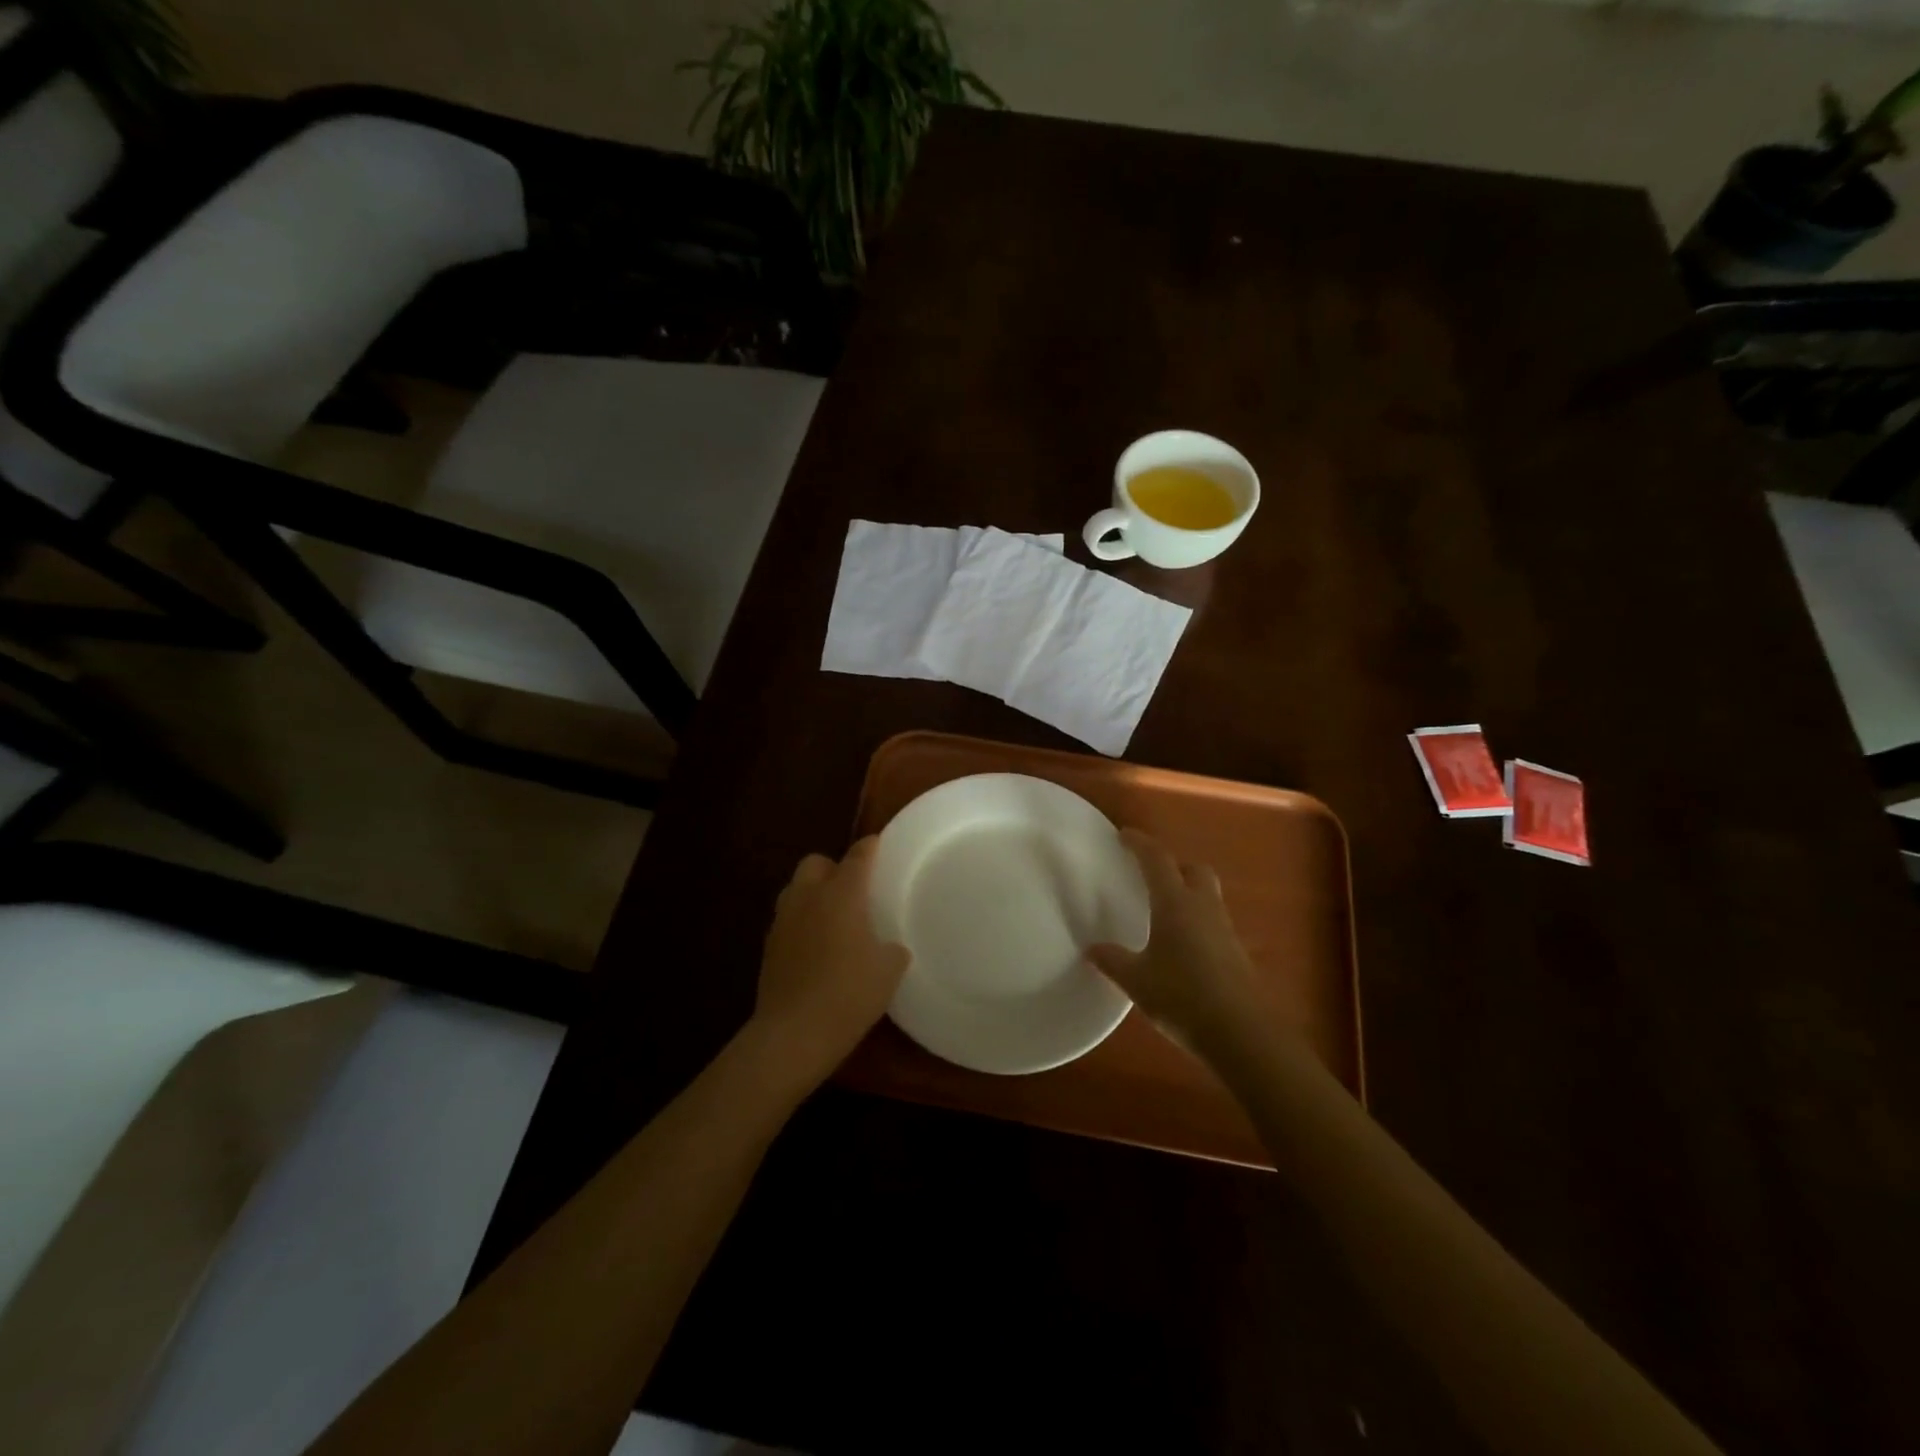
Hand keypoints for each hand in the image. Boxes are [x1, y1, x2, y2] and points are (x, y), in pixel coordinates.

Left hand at [750, 837, 910, 1087]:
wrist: (793, 1033)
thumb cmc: (849, 994)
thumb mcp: (888, 972)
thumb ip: (892, 950)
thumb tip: (890, 947)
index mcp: (842, 894)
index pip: (857, 857)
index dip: (869, 848)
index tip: (877, 844)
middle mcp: (808, 897)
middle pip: (816, 863)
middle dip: (833, 867)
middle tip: (852, 888)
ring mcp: (783, 921)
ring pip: (796, 889)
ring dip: (813, 893)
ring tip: (832, 915)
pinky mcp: (769, 946)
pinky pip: (788, 918)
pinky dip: (801, 921)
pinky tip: (816, 945)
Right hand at [1086, 829, 1295, 1058]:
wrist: (1242, 1034)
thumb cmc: (1183, 997)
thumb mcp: (1137, 981)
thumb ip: (1113, 961)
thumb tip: (1092, 949)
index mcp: (1175, 903)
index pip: (1157, 859)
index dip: (1139, 844)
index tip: (1123, 836)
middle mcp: (1203, 907)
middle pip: (1193, 869)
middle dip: (1173, 865)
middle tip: (1150, 875)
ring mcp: (1224, 930)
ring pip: (1206, 895)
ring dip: (1186, 892)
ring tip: (1162, 911)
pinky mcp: (1235, 953)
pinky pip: (1212, 921)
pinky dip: (1195, 921)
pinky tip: (1180, 946)